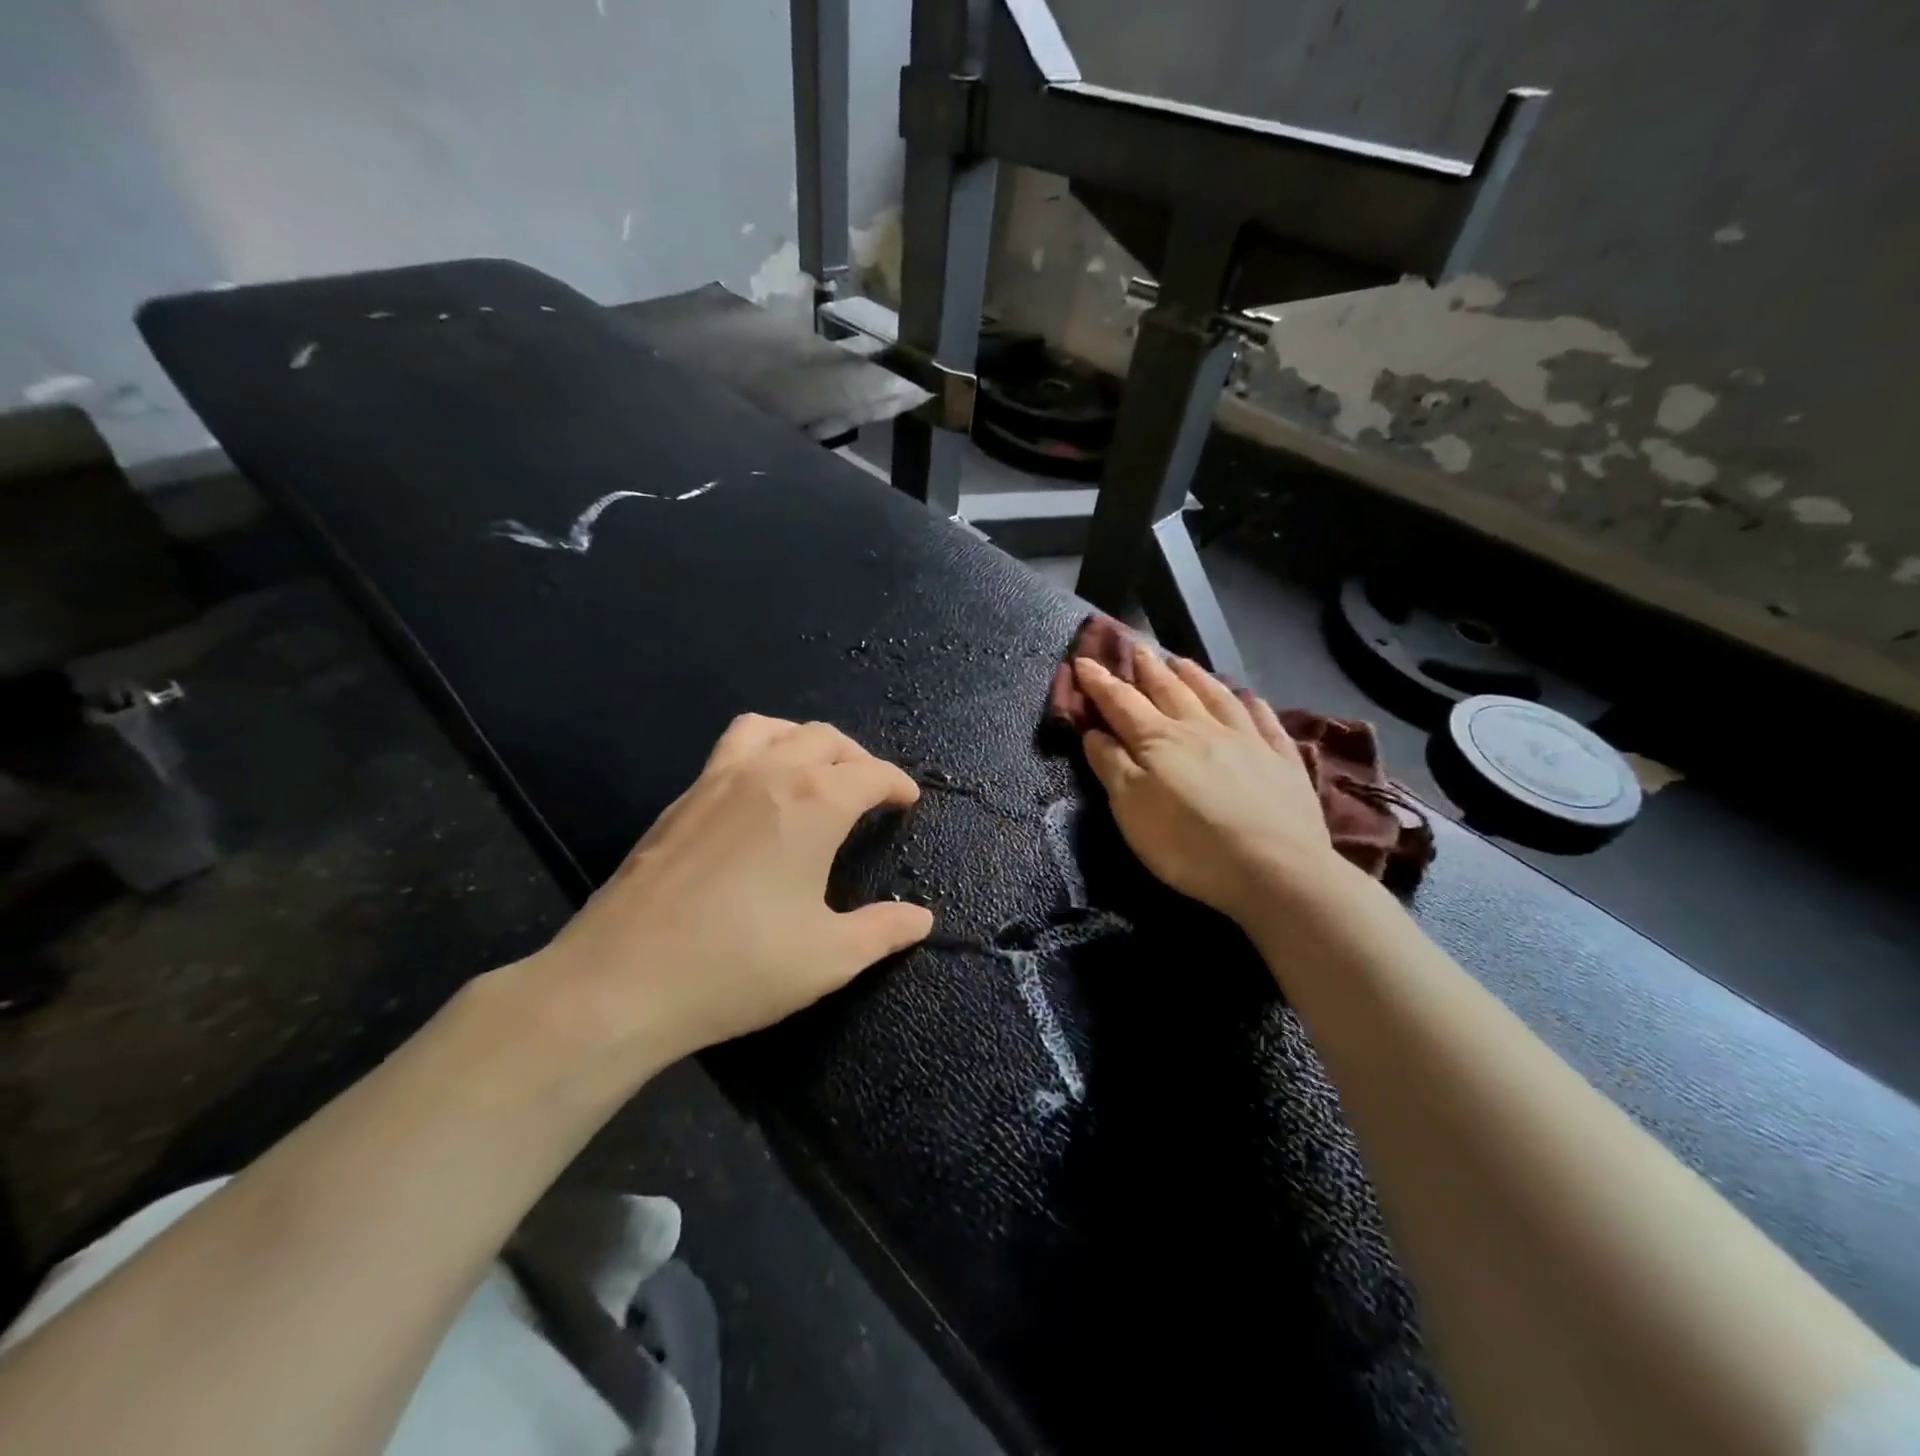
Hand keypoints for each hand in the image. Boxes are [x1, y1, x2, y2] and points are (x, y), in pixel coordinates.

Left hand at [509, 715, 932, 1076]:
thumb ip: (883, 931)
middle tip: (870, 791)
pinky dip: (762, 754)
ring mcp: (716, 780)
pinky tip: (758, 800)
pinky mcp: (680, 800)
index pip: (870, 773)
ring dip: (804, 742)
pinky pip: (731, 750)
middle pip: (825, 738)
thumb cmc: (737, 967)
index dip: (897, 783)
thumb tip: (921, 918)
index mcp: (813, 802)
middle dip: (858, 758)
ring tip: (815, 774)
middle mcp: (768, 774)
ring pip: (771, 730)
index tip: (907, 800)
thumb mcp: (828, 958)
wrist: (619, 982)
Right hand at [1075, 646, 1352, 923]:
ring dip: (1194, 676)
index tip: (1083, 661)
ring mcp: (1246, 740)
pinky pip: (1265, 720)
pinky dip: (1252, 704)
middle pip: (1169, 690)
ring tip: (1181, 660)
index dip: (1099, 682)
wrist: (1273, 869)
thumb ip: (1110, 766)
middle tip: (1135, 646)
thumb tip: (1093, 731)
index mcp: (1159, 741)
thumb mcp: (1131, 809)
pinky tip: (1249, 696)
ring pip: (1216, 696)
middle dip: (1147, 668)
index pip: (1121, 702)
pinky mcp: (1282, 760)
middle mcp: (1201, 729)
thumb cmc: (1188, 843)